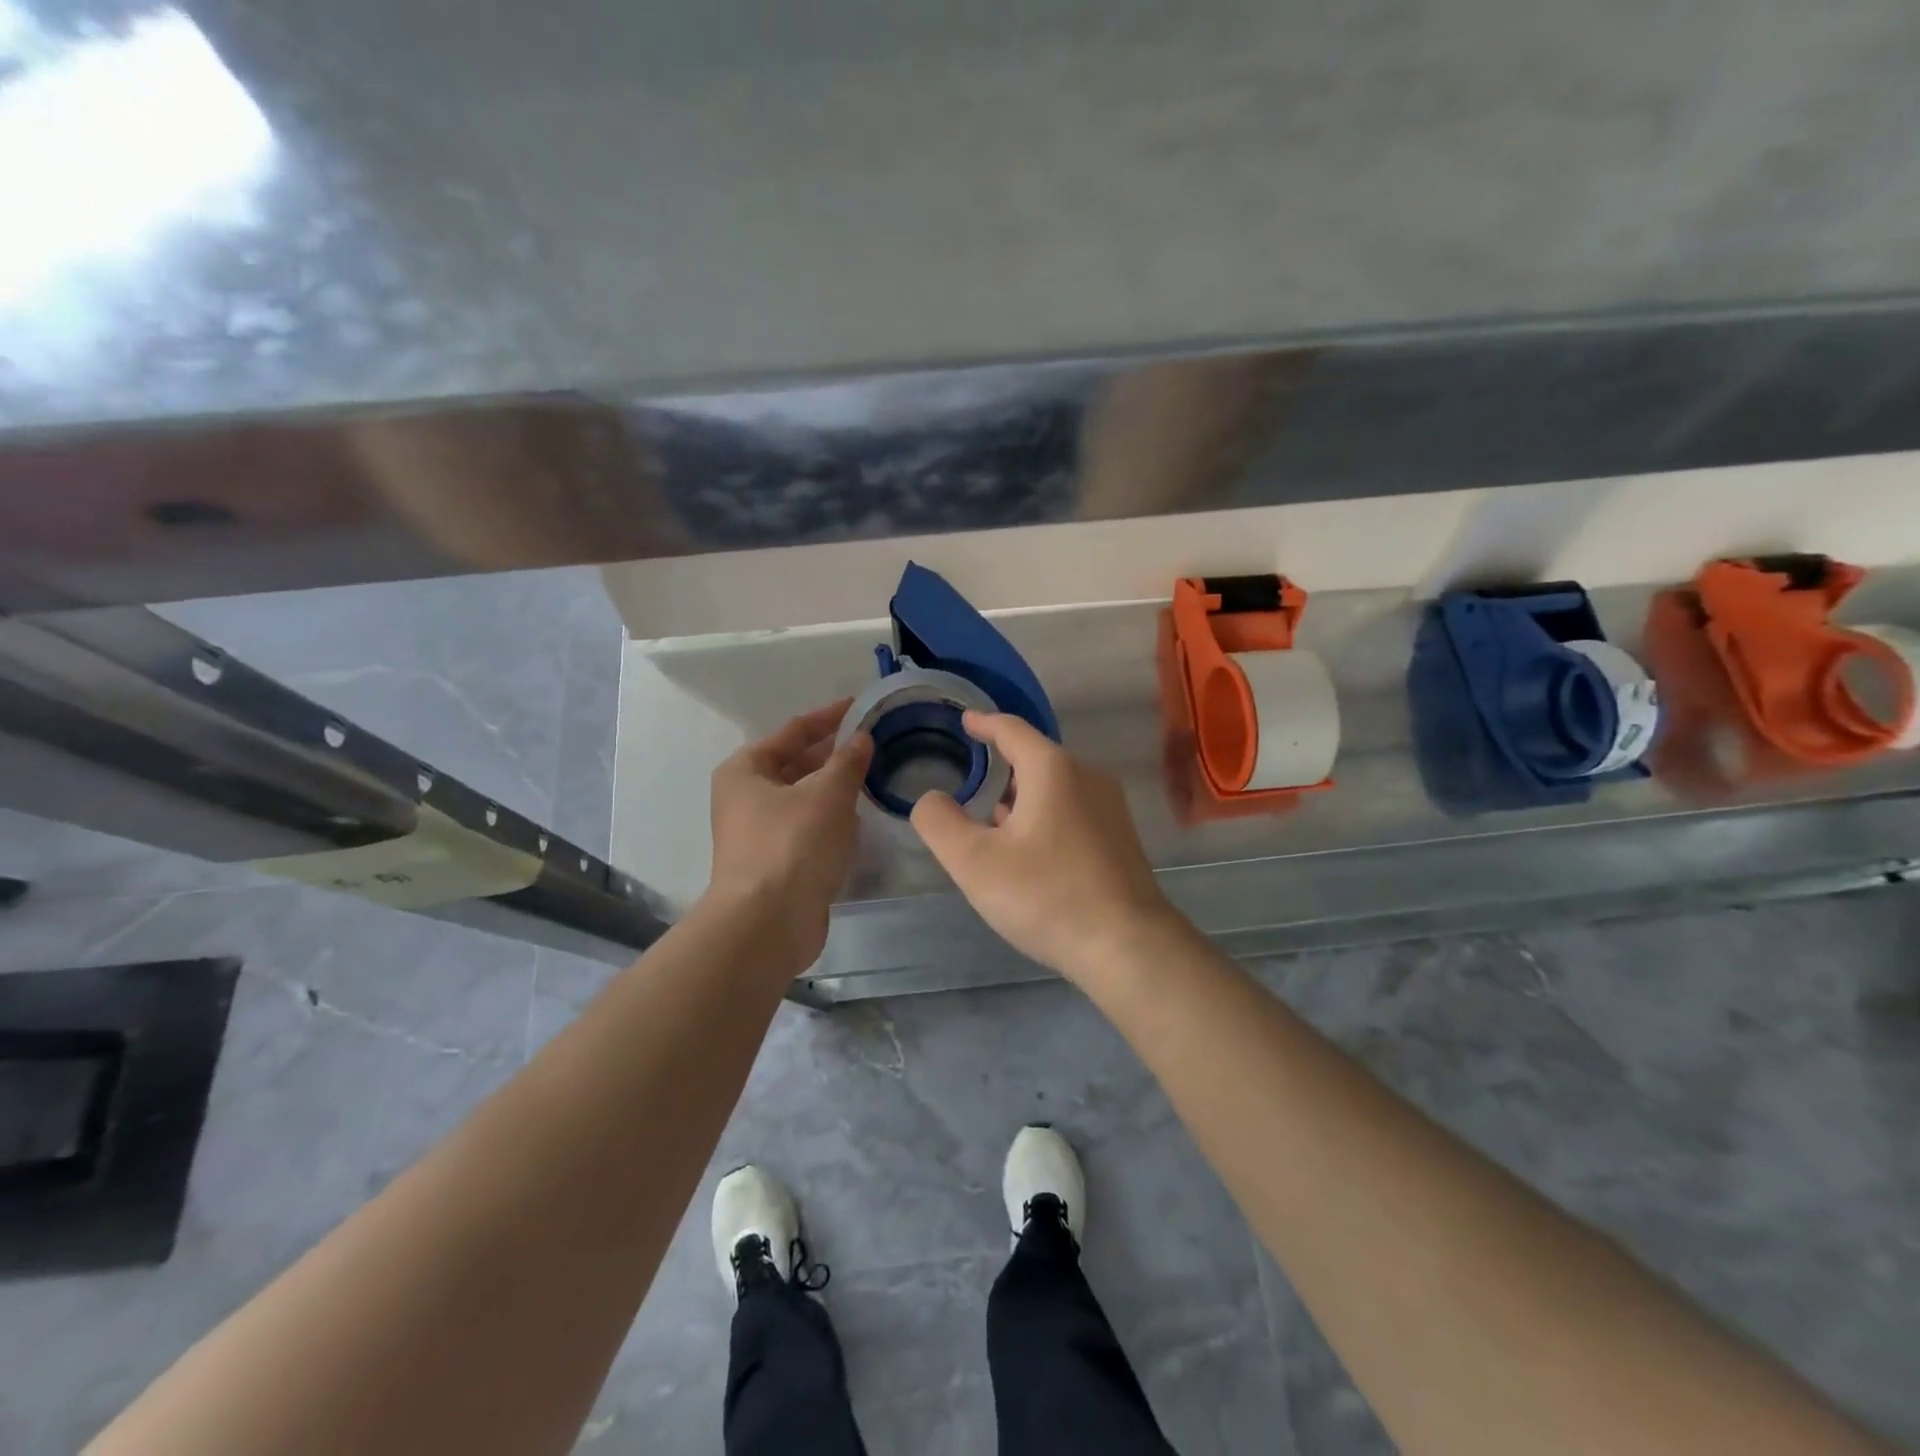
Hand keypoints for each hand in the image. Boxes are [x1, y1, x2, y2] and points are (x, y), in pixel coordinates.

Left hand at [706, 701, 872, 967]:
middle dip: (834, 754)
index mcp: (746, 769)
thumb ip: (848, 761)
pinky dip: (831, 820)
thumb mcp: (828, 793)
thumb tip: (862, 738)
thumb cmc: (793, 845)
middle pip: (796, 764)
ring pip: (804, 798)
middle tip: (875, 743)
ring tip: (874, 776)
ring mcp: (760, 832)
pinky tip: (859, 821)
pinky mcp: (777, 862)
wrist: (768, 924)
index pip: (793, 731)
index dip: (829, 717)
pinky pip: (808, 828)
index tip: (862, 706)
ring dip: (835, 788)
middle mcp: (746, 797)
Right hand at [910, 711, 1178, 984]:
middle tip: (971, 787)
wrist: (1127, 946)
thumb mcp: (974, 862)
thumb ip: (940, 823)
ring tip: (994, 824)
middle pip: (1035, 759)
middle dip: (1002, 768)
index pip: (1011, 730)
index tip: (966, 721)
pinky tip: (1030, 853)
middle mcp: (1087, 777)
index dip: (984, 723)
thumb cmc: (1046, 895)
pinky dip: (1045, 818)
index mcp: (1052, 769)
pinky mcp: (1120, 839)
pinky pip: (1072, 812)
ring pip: (1055, 788)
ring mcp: (1110, 809)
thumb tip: (931, 799)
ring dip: (1022, 799)